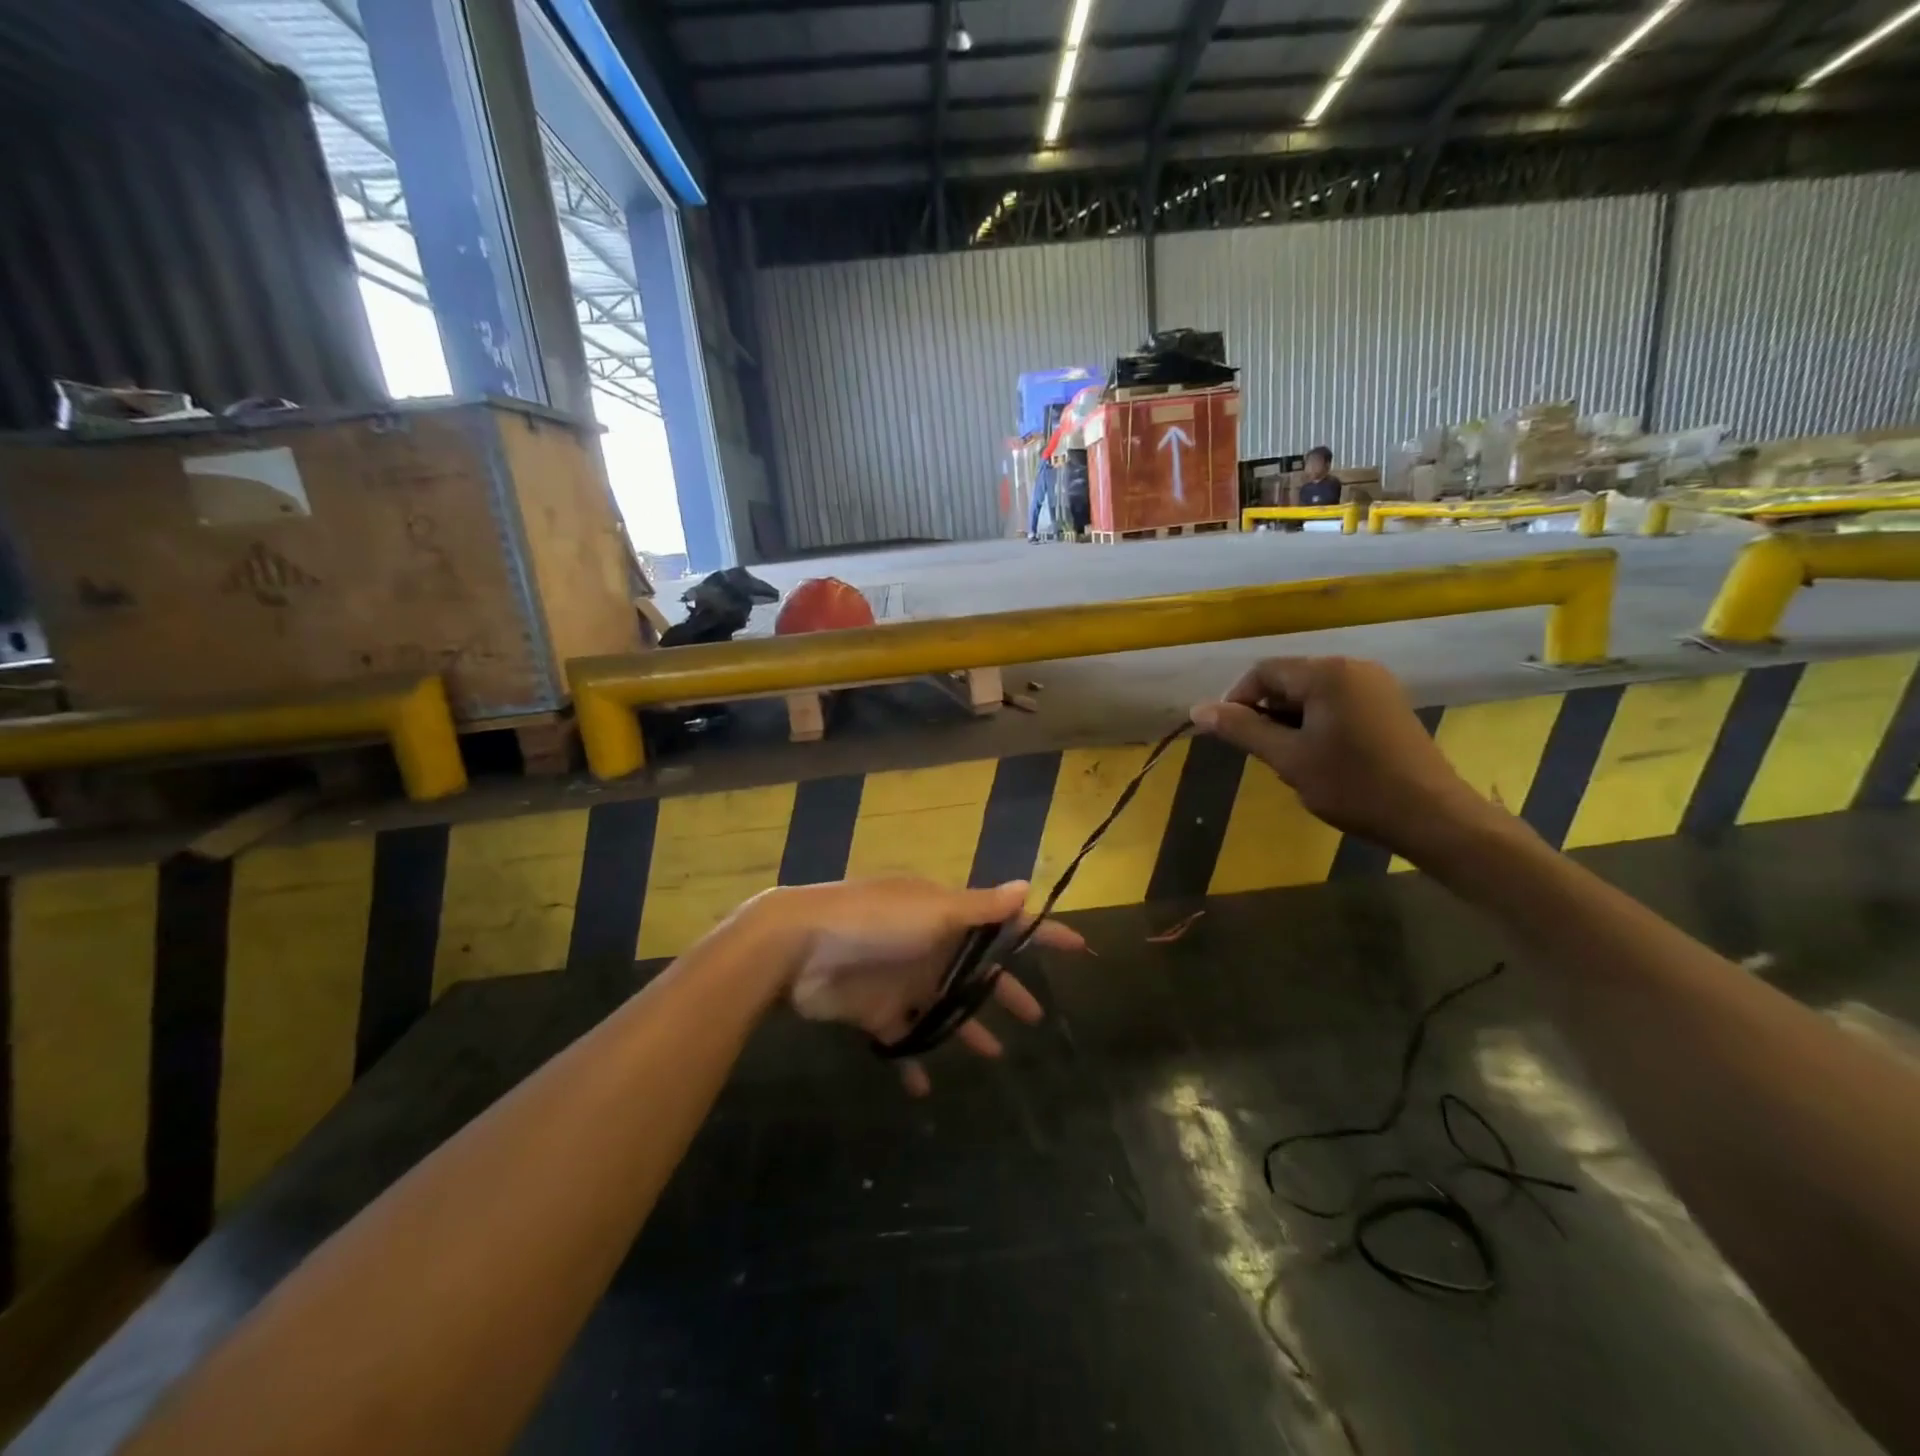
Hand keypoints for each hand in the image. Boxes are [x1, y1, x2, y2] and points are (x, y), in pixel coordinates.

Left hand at [774, 878, 1083, 1095]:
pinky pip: (903, 1040)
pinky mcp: (876, 1012)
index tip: (1078, 947)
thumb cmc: (874, 921)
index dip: (1041, 933)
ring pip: (945, 1009)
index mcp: (945, 915)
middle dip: (1005, 990)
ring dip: (967, 1029)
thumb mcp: (933, 909)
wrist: (799, 948)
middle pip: (977, 972)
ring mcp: (903, 980)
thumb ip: (980, 908)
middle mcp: (929, 946)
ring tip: (996, 1057)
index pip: (1004, 922)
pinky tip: (926, 1089)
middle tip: (1036, 1017)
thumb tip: (1028, 886)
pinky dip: (913, 1063)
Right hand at [1189, 656, 1488, 855]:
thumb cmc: (1353, 785)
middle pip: (1288, 680)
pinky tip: (1320, 758)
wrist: (1432, 816)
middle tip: (1263, 755)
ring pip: (1312, 695)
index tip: (1230, 737)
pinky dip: (1316, 725)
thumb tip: (1197, 709)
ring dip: (1290, 722)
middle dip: (1266, 714)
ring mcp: (1376, 686)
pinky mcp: (1389, 706)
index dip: (1237, 701)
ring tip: (1291, 761)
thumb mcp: (1288, 758)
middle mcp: (1353, 668)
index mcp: (1327, 674)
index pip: (1263, 672)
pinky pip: (1336, 704)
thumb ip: (1242, 729)